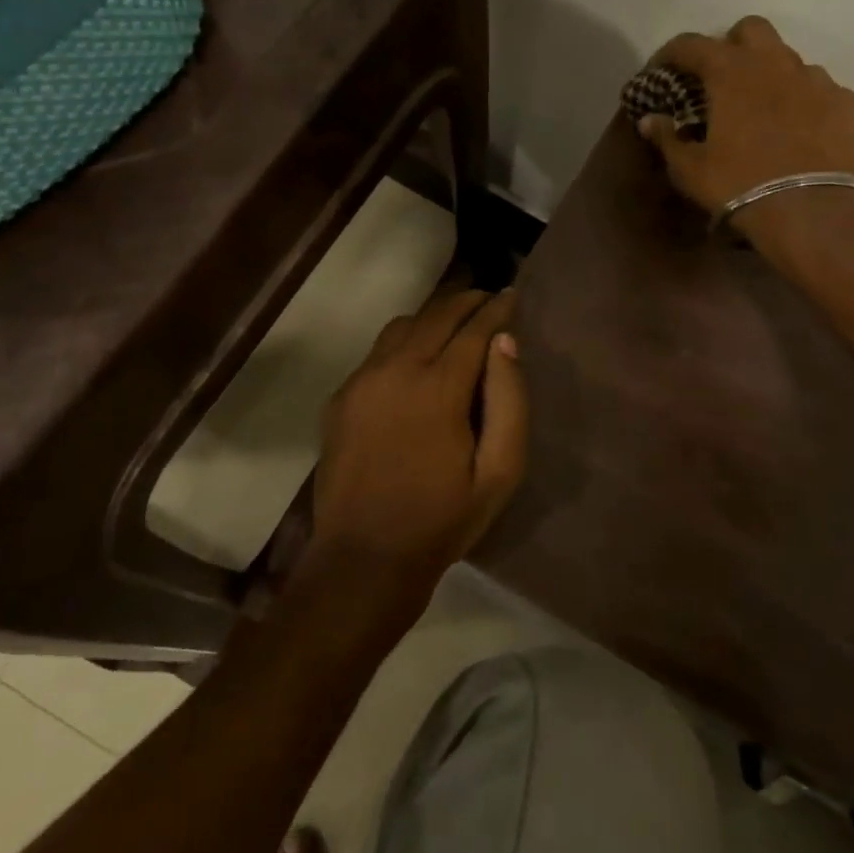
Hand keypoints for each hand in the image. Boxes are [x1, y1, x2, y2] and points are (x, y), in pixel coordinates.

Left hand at [308, 289, 526, 597]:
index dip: (496, 309)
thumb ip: (510, 402)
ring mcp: (362, 381)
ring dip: (433, 316)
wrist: (365, 557)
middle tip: (488, 299)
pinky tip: (417, 358)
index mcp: (438, 387)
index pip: (473, 328)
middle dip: (466, 301)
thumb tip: (505, 343)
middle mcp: (396, 370)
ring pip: (402, 326)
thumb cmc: (442, 519)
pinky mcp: (341, 397)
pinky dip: (404, 340)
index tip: (512, 295)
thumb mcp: (499, 472)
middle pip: (436, 315)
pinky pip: (377, 351)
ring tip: (455, 323)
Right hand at [637, 16, 853, 256]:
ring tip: (762, 109)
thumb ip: (667, 138)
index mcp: (730, 72)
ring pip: (788, 59)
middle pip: (750, 30)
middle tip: (719, 80)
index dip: (671, 54)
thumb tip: (650, 120)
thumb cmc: (739, 185)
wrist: (812, 211)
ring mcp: (816, 79)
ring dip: (770, 74)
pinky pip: (820, 88)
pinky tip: (798, 128)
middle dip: (731, 46)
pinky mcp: (845, 102)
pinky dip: (804, 100)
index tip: (662, 72)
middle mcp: (775, 62)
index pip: (692, 44)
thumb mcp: (690, 169)